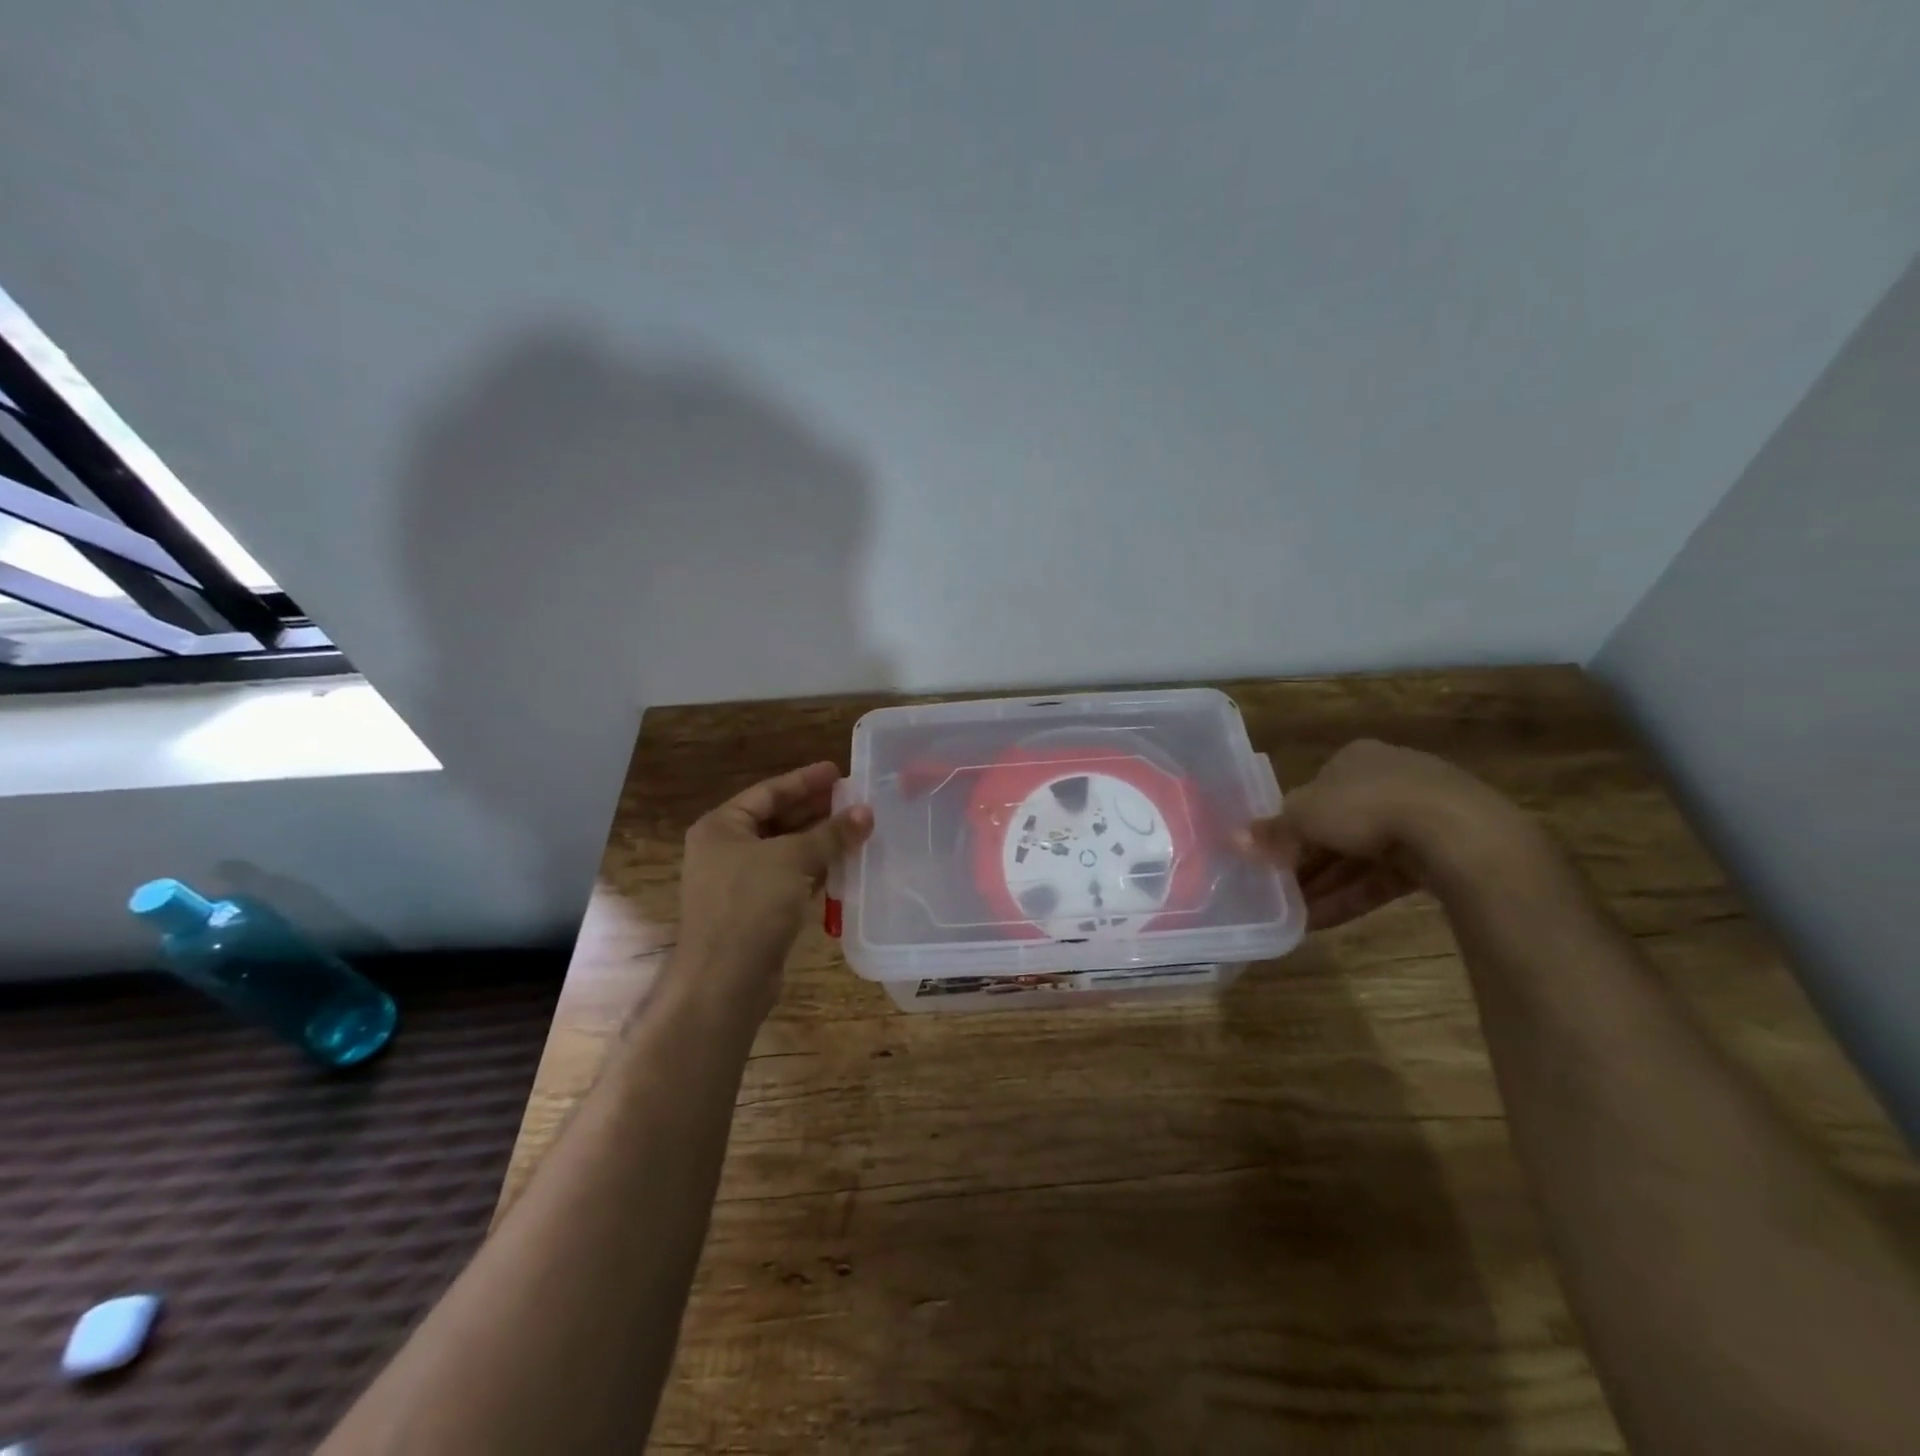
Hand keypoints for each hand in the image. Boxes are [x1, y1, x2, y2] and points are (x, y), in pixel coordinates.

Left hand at [675, 761, 872, 1014]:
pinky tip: (843, 865)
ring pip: (785, 851)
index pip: (768, 792)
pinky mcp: (754, 911)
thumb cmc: (751, 905)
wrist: (724, 981)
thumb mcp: (793, 859)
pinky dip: (814, 870)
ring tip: (857, 828)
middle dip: (816, 810)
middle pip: (777, 819)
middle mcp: (725, 850)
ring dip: (819, 841)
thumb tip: (866, 812)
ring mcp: (738, 883)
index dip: (805, 780)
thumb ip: (831, 833)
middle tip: (854, 799)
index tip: (839, 772)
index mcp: (721, 826)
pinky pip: (788, 879)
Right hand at [1244, 740, 1527, 929]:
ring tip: (1295, 916)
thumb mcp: (1305, 816)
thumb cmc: (1366, 806)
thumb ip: (1273, 831)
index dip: (1290, 824)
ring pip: (1361, 855)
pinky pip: (1385, 876)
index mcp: (1354, 759)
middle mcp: (1386, 779)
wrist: (1456, 831)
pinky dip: (1354, 896)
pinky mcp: (1439, 852)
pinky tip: (1323, 922)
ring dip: (1326, 885)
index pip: (1313, 792)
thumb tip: (1234, 839)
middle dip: (1307, 861)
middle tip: (1280, 890)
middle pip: (1336, 825)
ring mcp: (1418, 816)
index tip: (1271, 855)